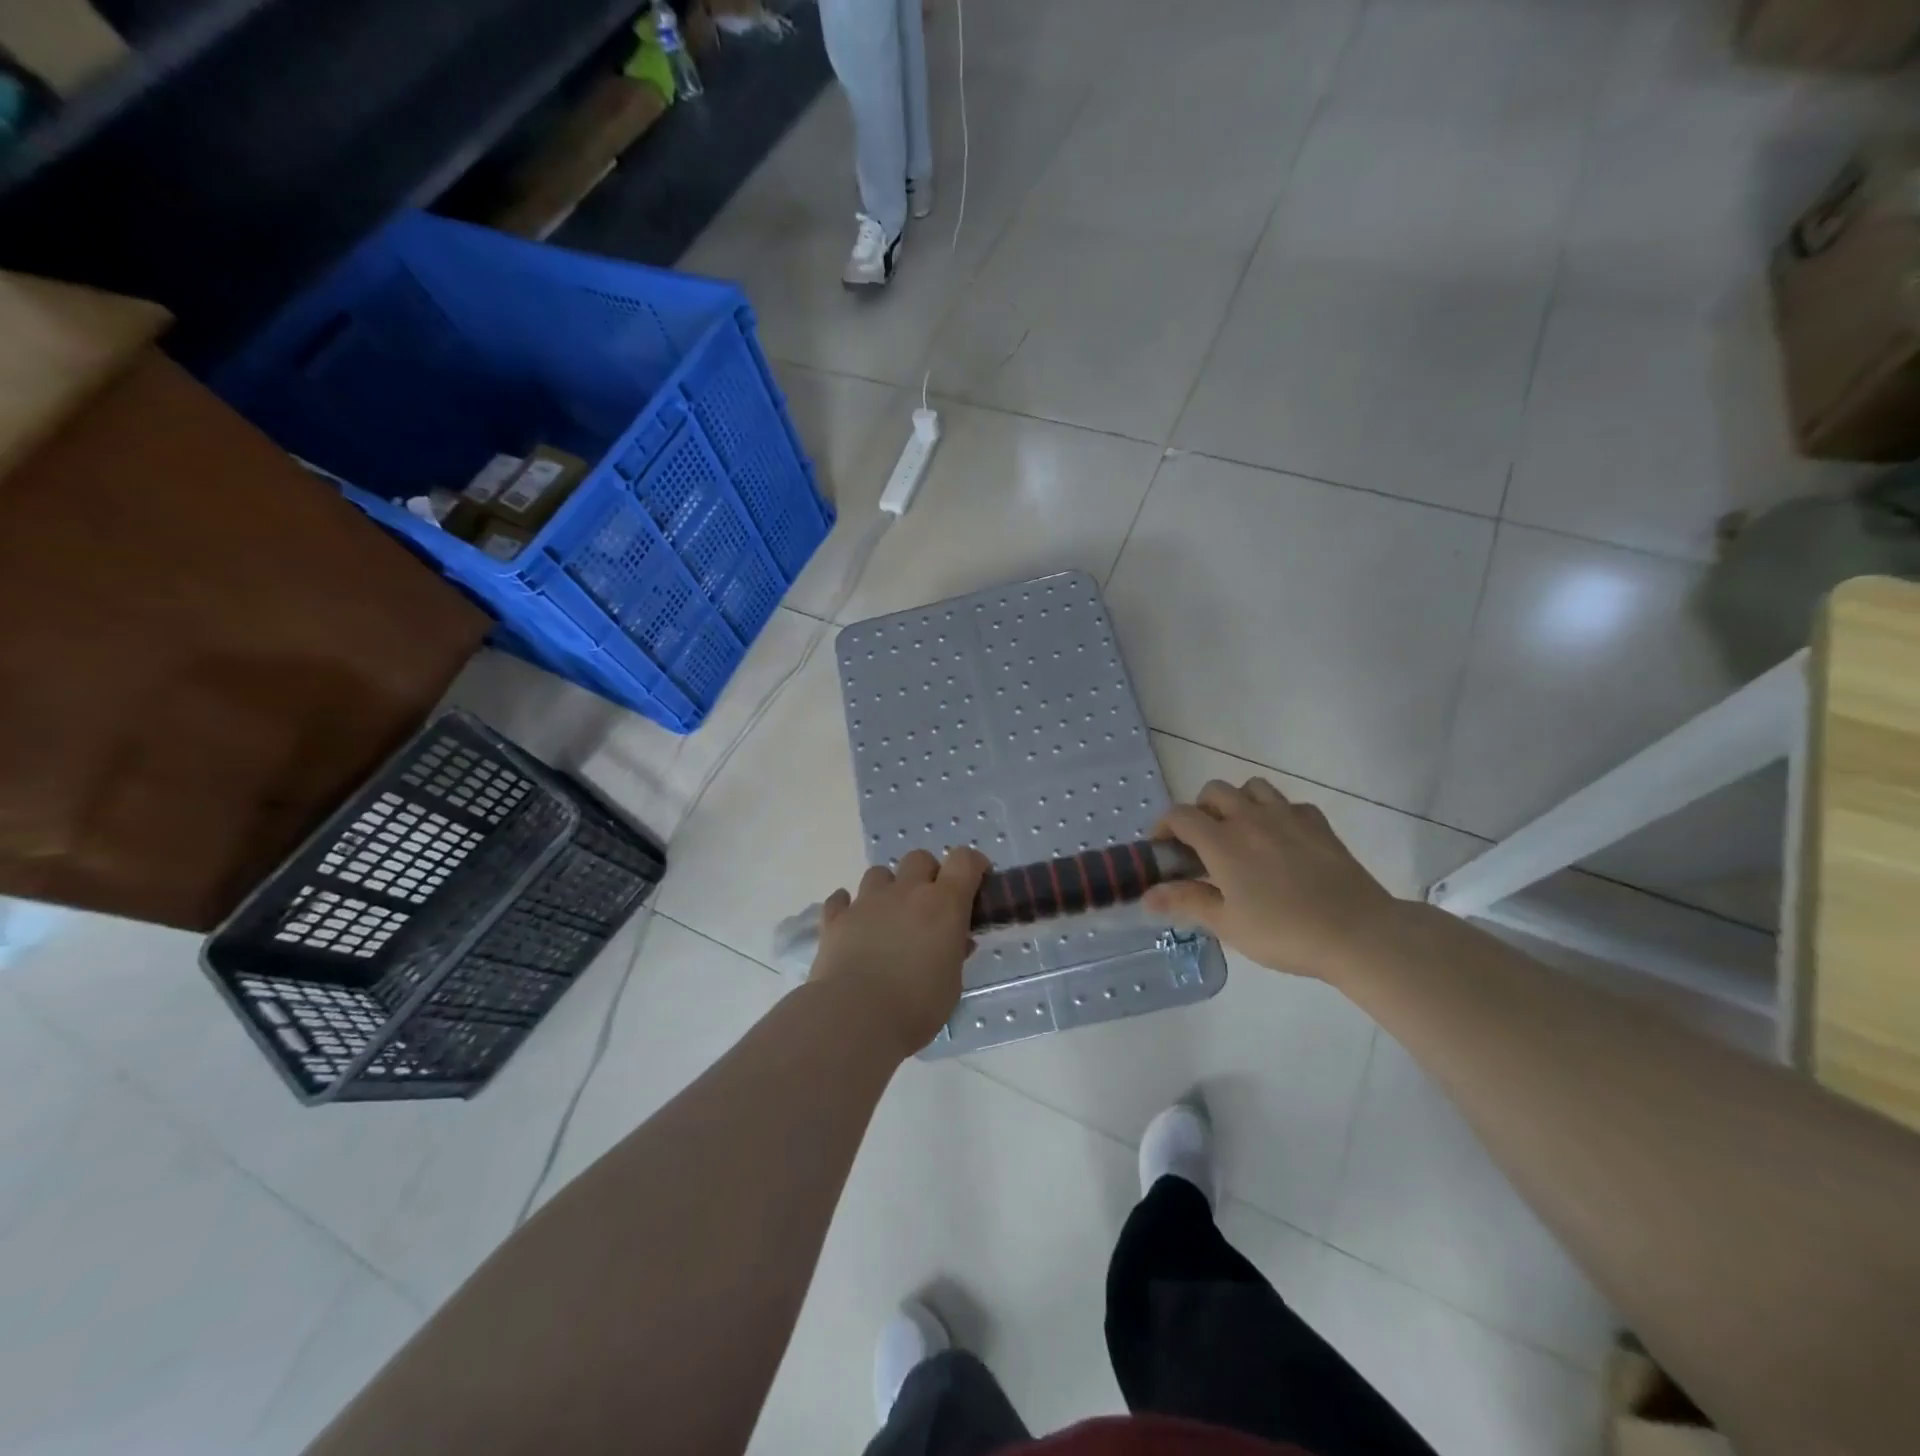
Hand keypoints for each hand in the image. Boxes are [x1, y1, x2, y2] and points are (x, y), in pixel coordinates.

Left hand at [809, 847, 988, 1054]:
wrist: (856, 1017)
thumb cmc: (917, 1005)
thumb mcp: (952, 983)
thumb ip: (954, 954)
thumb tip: (957, 942)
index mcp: (943, 904)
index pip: (964, 860)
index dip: (972, 864)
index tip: (976, 879)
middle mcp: (906, 892)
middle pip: (919, 859)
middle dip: (927, 874)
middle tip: (929, 905)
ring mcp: (867, 901)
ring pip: (879, 873)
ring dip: (887, 888)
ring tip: (888, 916)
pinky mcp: (836, 919)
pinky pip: (840, 900)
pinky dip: (847, 907)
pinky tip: (852, 924)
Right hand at [1144, 778, 1397, 982]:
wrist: (1357, 932)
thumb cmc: (1284, 931)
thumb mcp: (1227, 924)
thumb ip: (1186, 902)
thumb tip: (1148, 894)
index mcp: (1222, 842)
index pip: (1180, 815)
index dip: (1163, 827)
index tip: (1163, 850)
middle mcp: (1250, 818)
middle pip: (1214, 791)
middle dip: (1200, 810)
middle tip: (1203, 843)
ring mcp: (1287, 816)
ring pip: (1252, 787)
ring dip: (1238, 802)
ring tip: (1240, 833)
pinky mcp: (1317, 823)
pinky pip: (1288, 804)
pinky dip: (1276, 814)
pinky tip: (1280, 840)